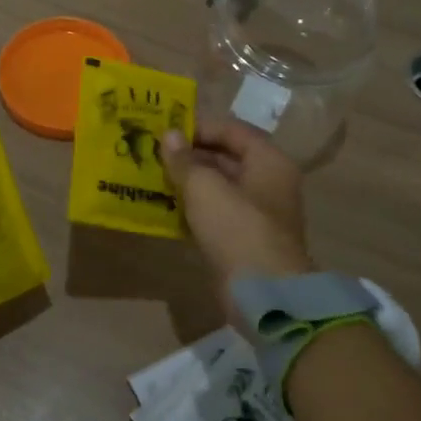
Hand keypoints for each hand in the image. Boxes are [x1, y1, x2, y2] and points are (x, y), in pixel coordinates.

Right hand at [162, 120, 312, 282]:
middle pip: (226, 157)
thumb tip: (169, 134)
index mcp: (268, 161)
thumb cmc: (237, 229)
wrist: (263, 294)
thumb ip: (184, 160)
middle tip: (153, 153)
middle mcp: (268, 182)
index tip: (165, 130)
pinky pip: (215, 213)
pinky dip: (193, 207)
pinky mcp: (243, 239)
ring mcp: (257, 213)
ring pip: (218, 187)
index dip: (199, 126)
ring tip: (152, 176)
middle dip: (190, 155)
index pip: (232, 129)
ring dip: (188, 181)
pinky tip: (164, 206)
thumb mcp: (205, 188)